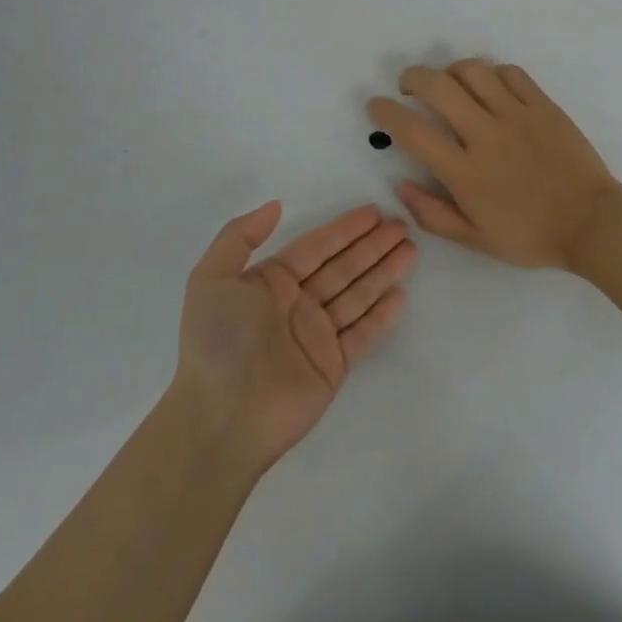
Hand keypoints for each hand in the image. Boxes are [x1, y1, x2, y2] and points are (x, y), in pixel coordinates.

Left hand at [172, 202, 413, 475]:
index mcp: (270, 283)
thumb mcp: (211, 278)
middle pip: (343, 267)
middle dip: (372, 246)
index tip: (374, 212)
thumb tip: (276, 205)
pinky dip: (381, 314)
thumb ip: (240, 236)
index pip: (316, 248)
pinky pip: (362, 333)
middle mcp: (296, 305)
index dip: (345, 229)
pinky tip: (401, 293)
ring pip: (358, 294)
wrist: (221, 416)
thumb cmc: (217, 341)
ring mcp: (316, 336)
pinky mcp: (332, 365)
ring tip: (411, 249)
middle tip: (403, 225)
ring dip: (383, 271)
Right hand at [367, 60, 619, 271]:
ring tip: (449, 83)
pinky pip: (511, 73)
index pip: (412, 131)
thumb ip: (432, 213)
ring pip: (473, 71)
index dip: (386, 112)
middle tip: (408, 87)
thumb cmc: (531, 236)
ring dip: (451, 70)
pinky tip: (488, 87)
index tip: (375, 105)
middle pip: (437, 86)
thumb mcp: (475, 239)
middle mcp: (486, 135)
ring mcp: (517, 116)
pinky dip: (491, 73)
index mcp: (465, 172)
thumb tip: (399, 184)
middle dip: (413, 77)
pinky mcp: (543, 105)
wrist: (592, 223)